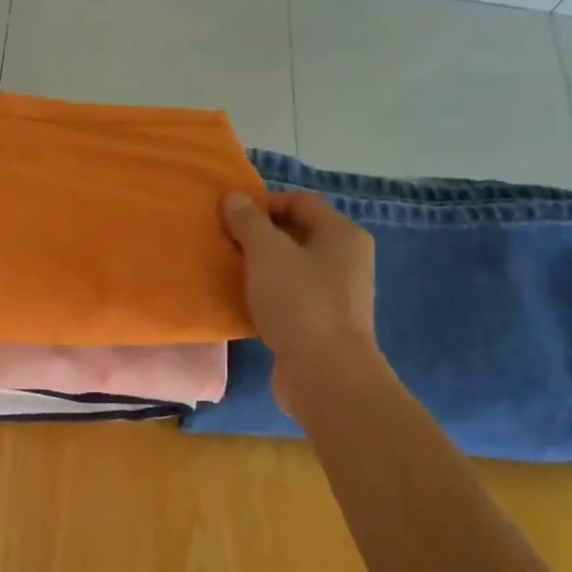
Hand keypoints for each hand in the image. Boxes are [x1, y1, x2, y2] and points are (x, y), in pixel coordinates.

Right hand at [222, 191, 380, 415]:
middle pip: (298, 235)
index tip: (230, 216)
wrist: (325, 373)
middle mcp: (347, 260)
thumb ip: (249, 222)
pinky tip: (243, 303)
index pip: (301, 203)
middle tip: (225, 243)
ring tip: (229, 272)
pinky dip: (267, 295)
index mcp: (342, 235)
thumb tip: (234, 198)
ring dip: (261, 268)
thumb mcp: (267, 254)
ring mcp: (337, 295)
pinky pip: (291, 298)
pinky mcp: (322, 325)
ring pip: (292, 269)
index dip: (265, 203)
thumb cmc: (299, 303)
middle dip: (260, 236)